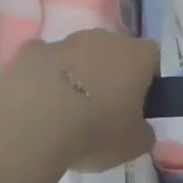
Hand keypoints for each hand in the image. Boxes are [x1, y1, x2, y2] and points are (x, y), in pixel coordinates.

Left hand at [3, 30, 157, 170]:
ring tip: (66, 111)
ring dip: (76, 74)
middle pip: (113, 51)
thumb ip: (143, 133)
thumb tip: (140, 129)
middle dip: (110, 74)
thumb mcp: (134, 145)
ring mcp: (65, 41)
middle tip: (103, 109)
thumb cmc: (96, 130)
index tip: (137, 104)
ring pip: (78, 54)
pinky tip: (38, 103)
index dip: (146, 79)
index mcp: (137, 55)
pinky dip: (44, 77)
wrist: (34, 122)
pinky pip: (45, 61)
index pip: (151, 57)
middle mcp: (104, 38)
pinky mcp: (31, 50)